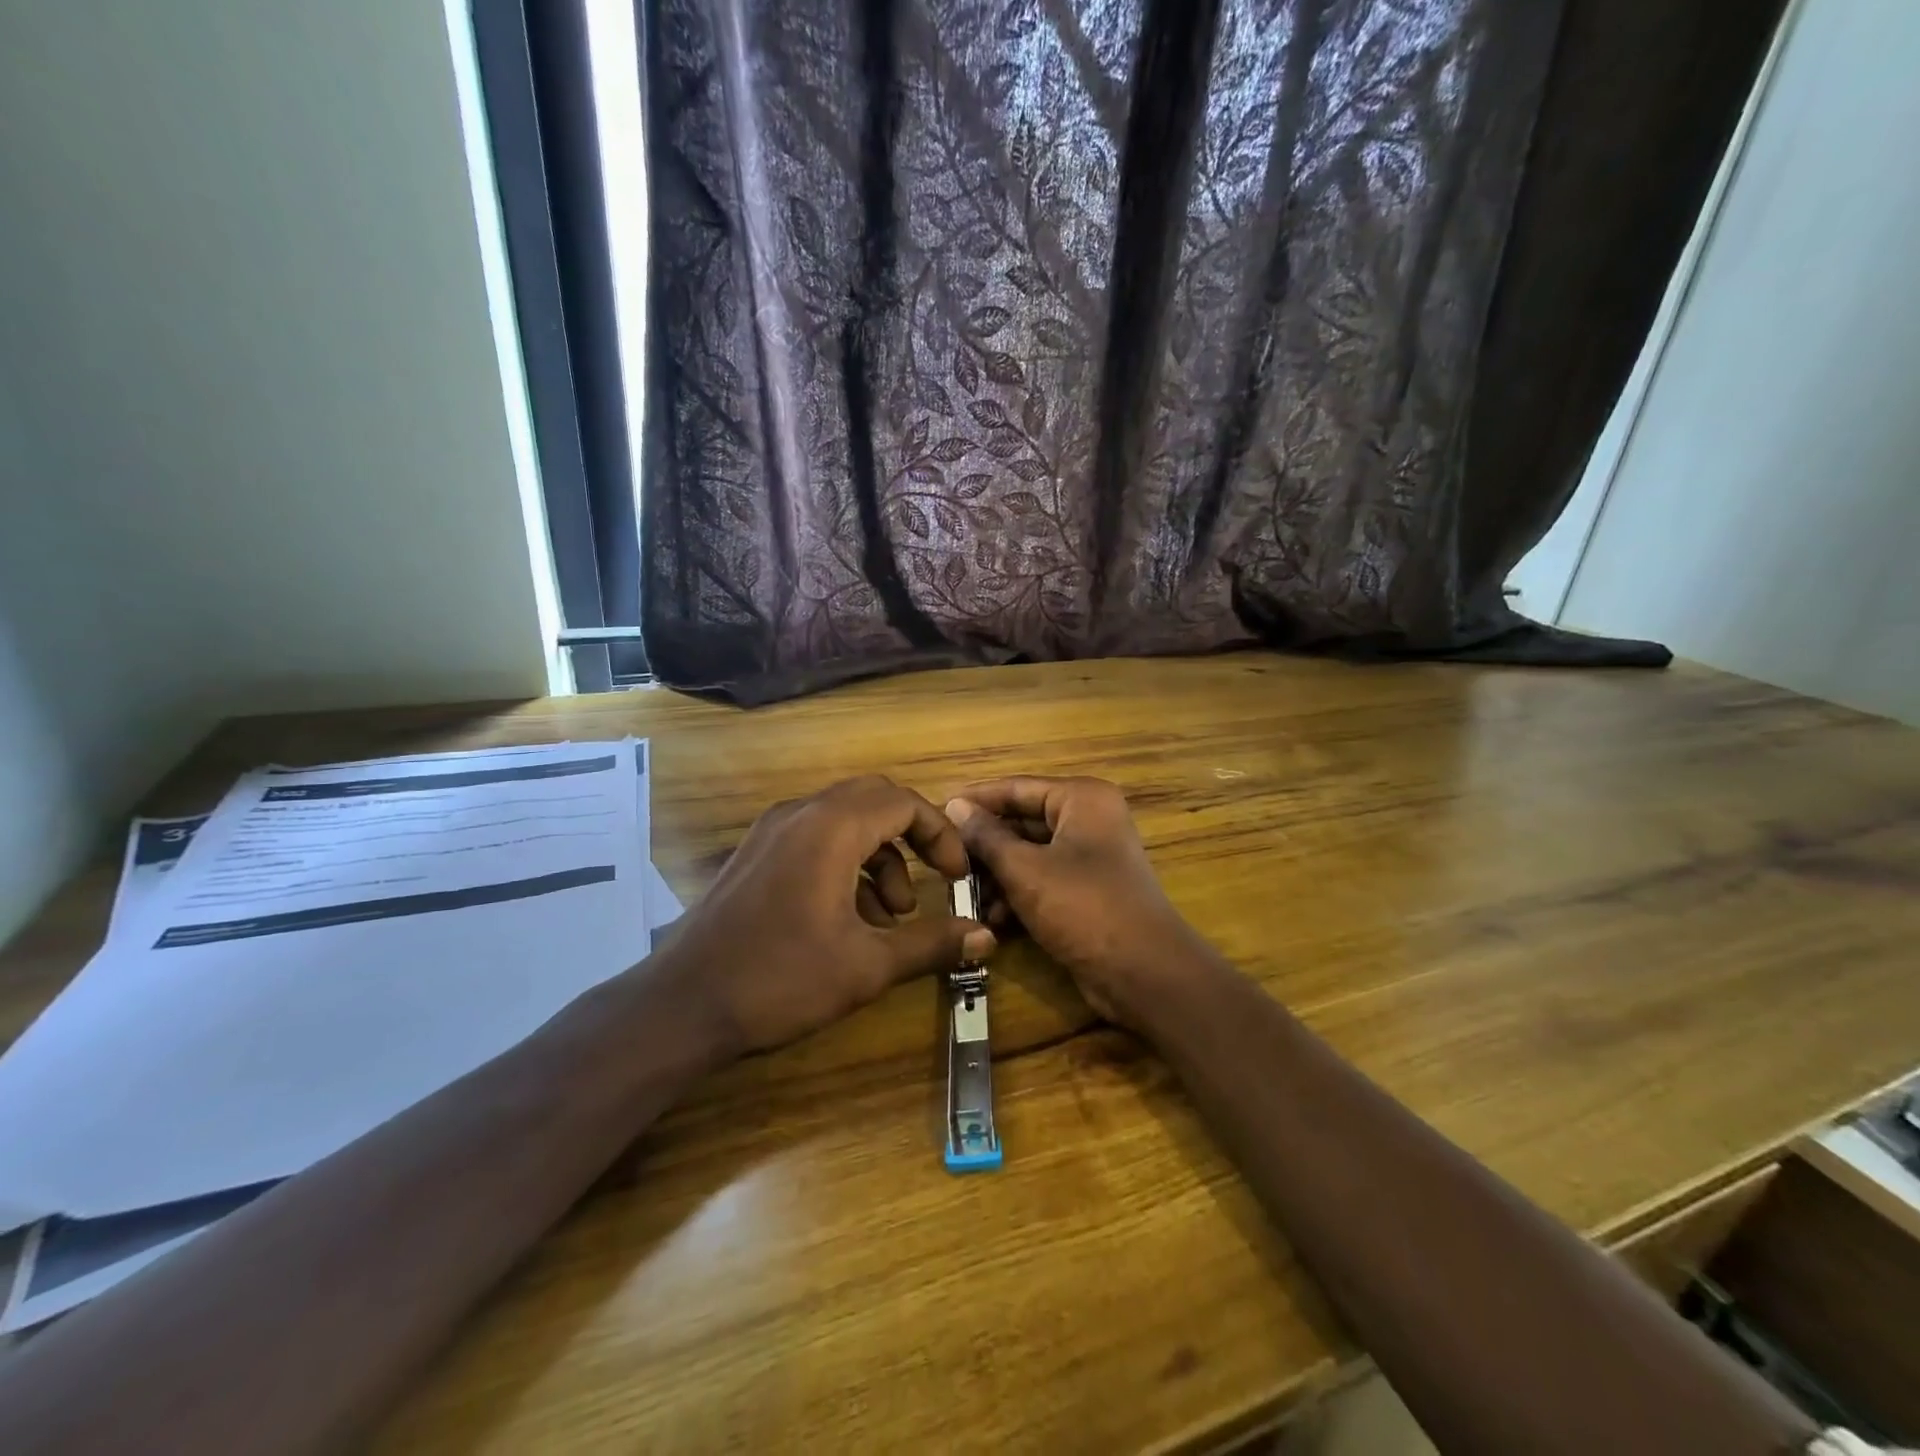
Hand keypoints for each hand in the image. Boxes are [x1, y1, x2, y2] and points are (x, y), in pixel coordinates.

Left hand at [657, 776, 995, 1055]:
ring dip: (880, 856)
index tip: (958, 876)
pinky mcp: (755, 854)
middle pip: (874, 799)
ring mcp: (771, 831)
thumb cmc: (780, 979)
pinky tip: (851, 919)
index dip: (941, 834)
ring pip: (844, 820)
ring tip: (892, 915)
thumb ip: (930, 944)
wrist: (681, 1005)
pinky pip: (815, 838)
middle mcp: (801, 814)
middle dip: (913, 836)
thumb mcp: (866, 966)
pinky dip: (846, 864)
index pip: (903, 802)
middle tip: (935, 878)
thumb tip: (985, 936)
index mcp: (831, 828)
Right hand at [943, 777, 1203, 1027]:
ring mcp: (1090, 857)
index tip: (936, 811)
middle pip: (1022, 822)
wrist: (1144, 973)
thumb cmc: (1083, 907)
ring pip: (1029, 855)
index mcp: (1081, 799)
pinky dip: (1018, 896)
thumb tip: (955, 806)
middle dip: (985, 847)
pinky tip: (993, 920)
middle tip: (944, 862)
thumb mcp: (1025, 870)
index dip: (975, 800)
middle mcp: (1088, 819)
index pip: (1016, 788)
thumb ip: (987, 836)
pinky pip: (1042, 881)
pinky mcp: (1087, 891)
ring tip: (963, 896)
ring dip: (997, 876)